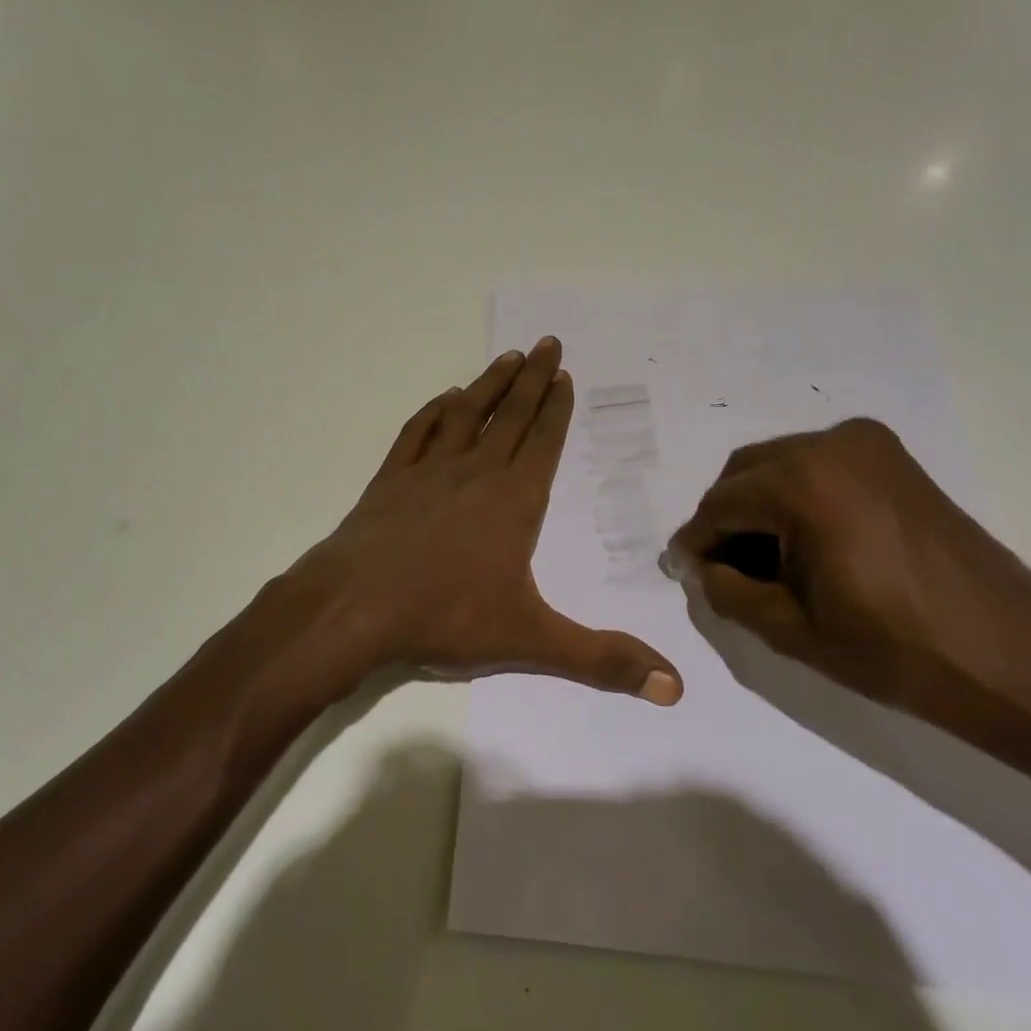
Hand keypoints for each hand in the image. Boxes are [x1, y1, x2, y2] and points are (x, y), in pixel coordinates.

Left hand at [258, 338, 683, 705]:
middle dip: (531, 379)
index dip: (556, 407)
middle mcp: (474, 473)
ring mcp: (427, 472)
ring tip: (506, 357)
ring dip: (488, 385)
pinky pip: (417, 433)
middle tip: (545, 343)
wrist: (354, 607)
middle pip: (510, 415)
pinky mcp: (389, 480)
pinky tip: (442, 400)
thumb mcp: (530, 641)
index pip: (543, 441)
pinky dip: (432, 413)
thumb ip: (602, 660)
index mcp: (513, 501)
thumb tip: (675, 688)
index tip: (563, 373)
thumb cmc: (445, 618)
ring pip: (465, 415)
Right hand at [666, 418, 1030, 759]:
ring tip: (764, 563)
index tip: (681, 570)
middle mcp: (832, 444)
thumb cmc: (899, 653)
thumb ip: (726, 589)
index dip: (695, 541)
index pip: (720, 504)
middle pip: (746, 473)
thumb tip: (701, 566)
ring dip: (760, 507)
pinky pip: (820, 468)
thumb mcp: (790, 629)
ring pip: (781, 466)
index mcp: (803, 482)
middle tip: (720, 569)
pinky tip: (805, 545)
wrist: (1020, 664)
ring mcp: (870, 446)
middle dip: (725, 519)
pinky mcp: (896, 461)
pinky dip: (798, 498)